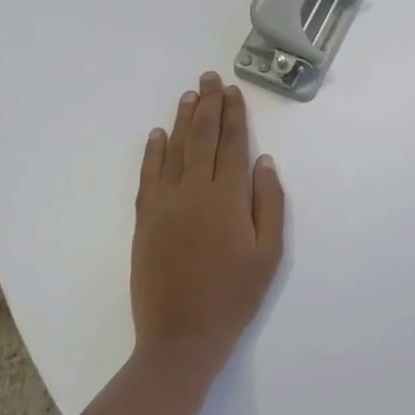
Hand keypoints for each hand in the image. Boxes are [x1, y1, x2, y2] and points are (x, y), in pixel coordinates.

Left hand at [131, 71, 285, 371]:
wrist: (181, 337)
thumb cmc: (235, 295)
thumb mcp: (268, 253)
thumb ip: (269, 203)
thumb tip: (264, 162)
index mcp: (228, 199)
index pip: (231, 144)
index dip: (233, 115)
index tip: (233, 91)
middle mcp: (193, 192)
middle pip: (201, 138)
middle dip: (208, 106)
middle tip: (210, 77)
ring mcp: (164, 205)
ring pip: (173, 151)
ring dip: (182, 120)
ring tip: (190, 94)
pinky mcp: (145, 220)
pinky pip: (149, 176)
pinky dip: (153, 152)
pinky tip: (157, 135)